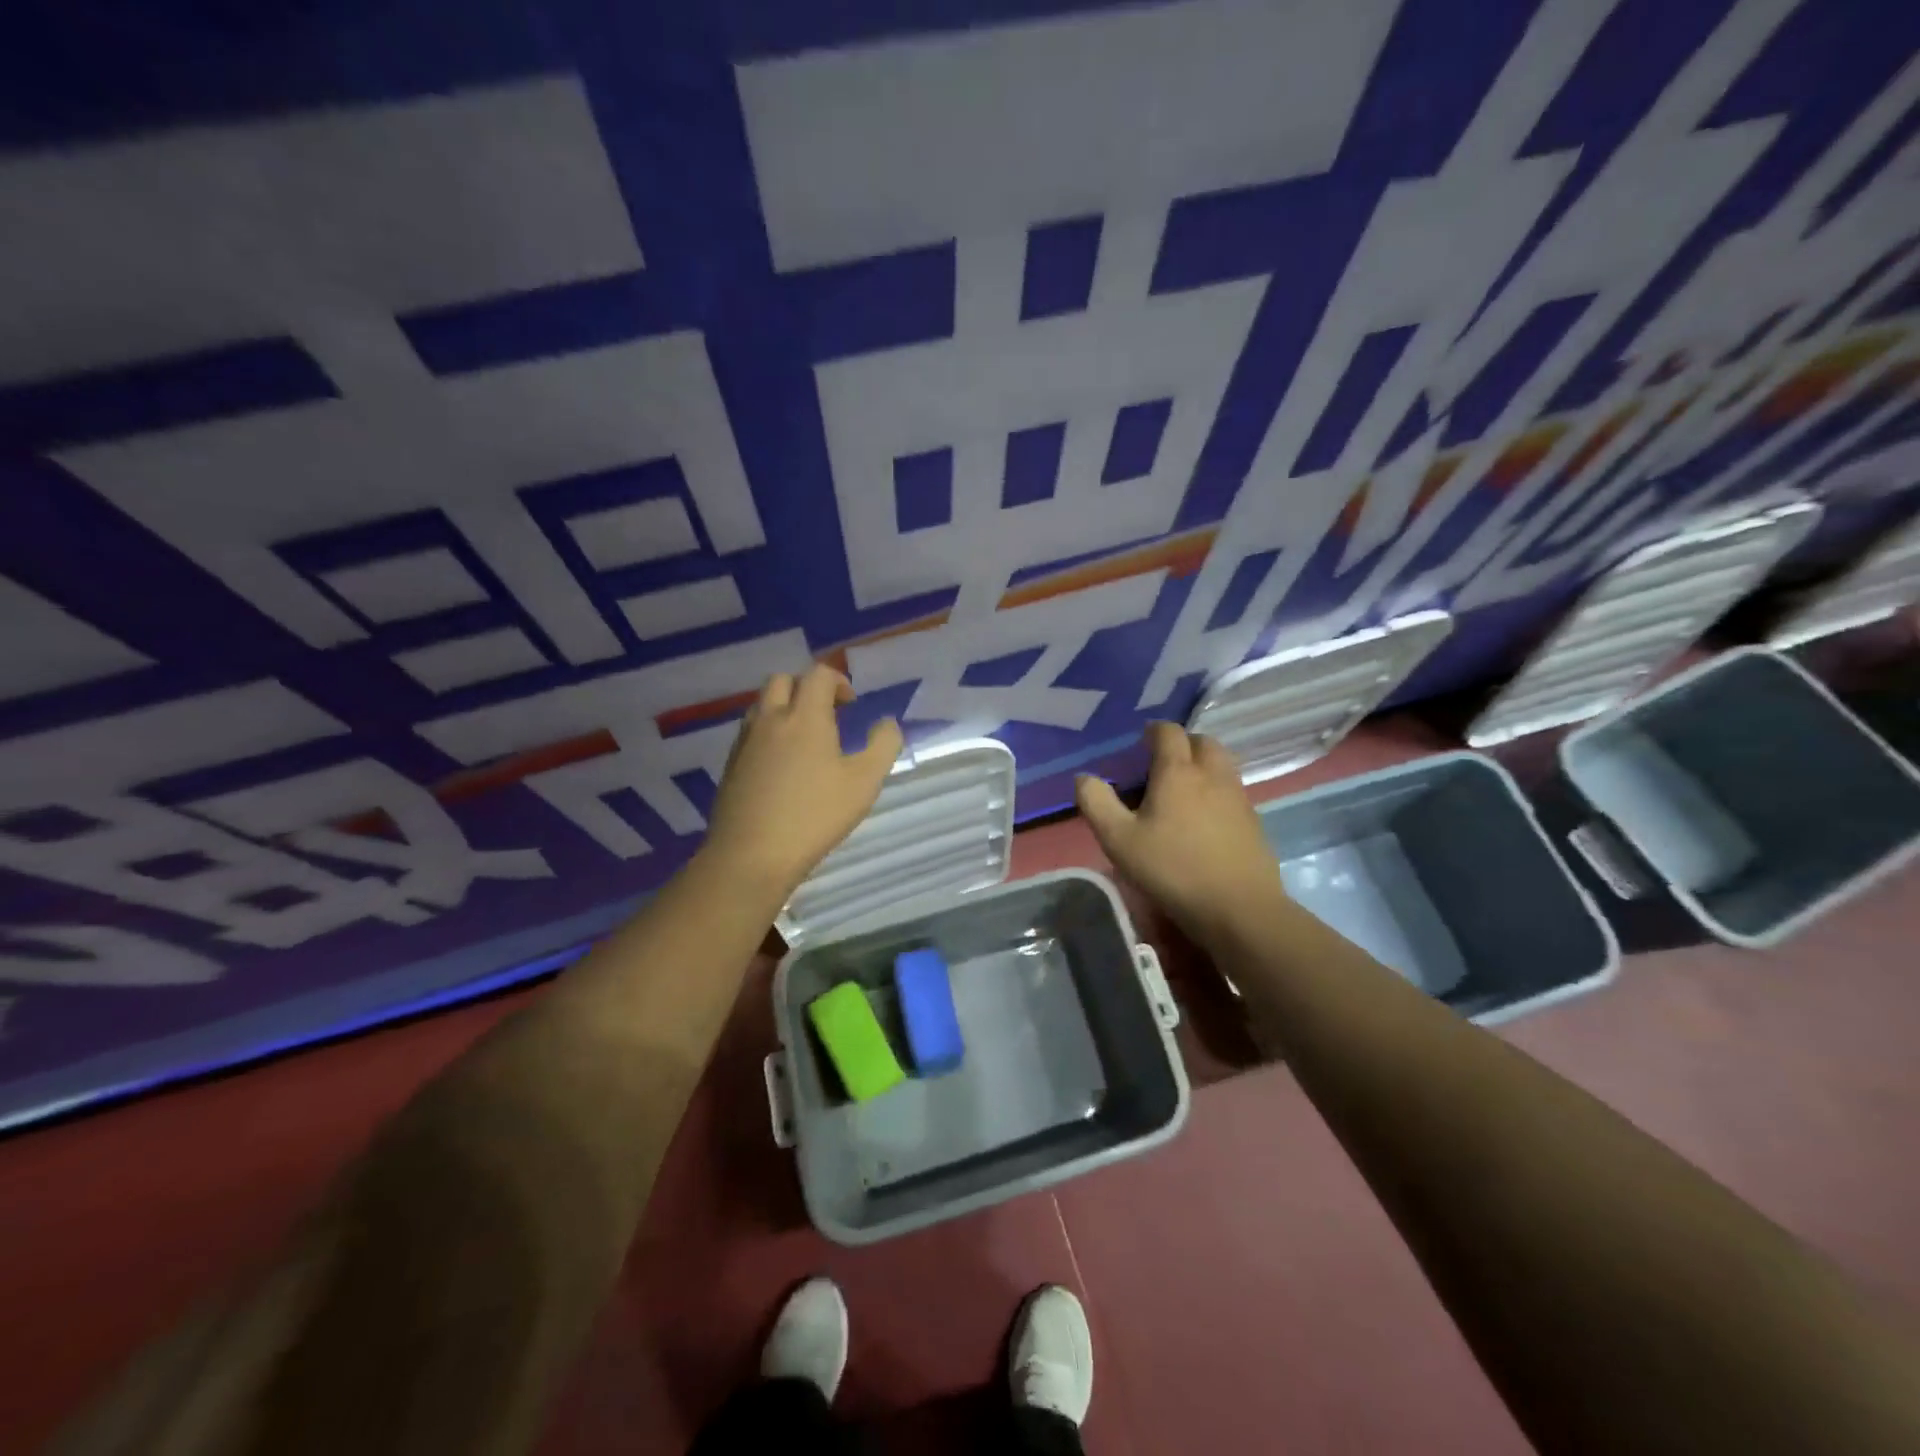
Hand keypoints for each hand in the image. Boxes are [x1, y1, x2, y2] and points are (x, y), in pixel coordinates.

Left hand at [700, 665, 903, 899]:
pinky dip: (769, 732)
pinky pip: (751, 732)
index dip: (838, 681)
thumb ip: (883, 746)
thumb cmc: (815, 815)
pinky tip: (783, 766)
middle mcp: (770, 719)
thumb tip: (887, 723)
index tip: (851, 705)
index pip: (818, 674)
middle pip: (782, 680)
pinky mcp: (731, 764)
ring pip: (762, 705)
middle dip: (806, 687)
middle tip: (827, 714)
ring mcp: (745, 741)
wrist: (751, 854)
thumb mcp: (865, 783)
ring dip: (785, 707)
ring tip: (805, 739)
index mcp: (804, 716)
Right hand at [1075, 722, 1286, 945]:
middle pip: (1202, 742)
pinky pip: (1232, 791)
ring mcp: (1238, 797)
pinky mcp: (1253, 821)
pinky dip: (1216, 791)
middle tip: (1161, 764)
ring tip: (1181, 790)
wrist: (1238, 908)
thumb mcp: (1119, 840)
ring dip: (1202, 765)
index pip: (1169, 733)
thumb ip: (1097, 803)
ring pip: (1222, 764)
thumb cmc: (1172, 869)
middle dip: (1182, 744)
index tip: (1140, 743)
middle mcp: (1212, 775)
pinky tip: (1203, 819)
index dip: (1153, 731)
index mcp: (1178, 772)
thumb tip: (1084, 777)